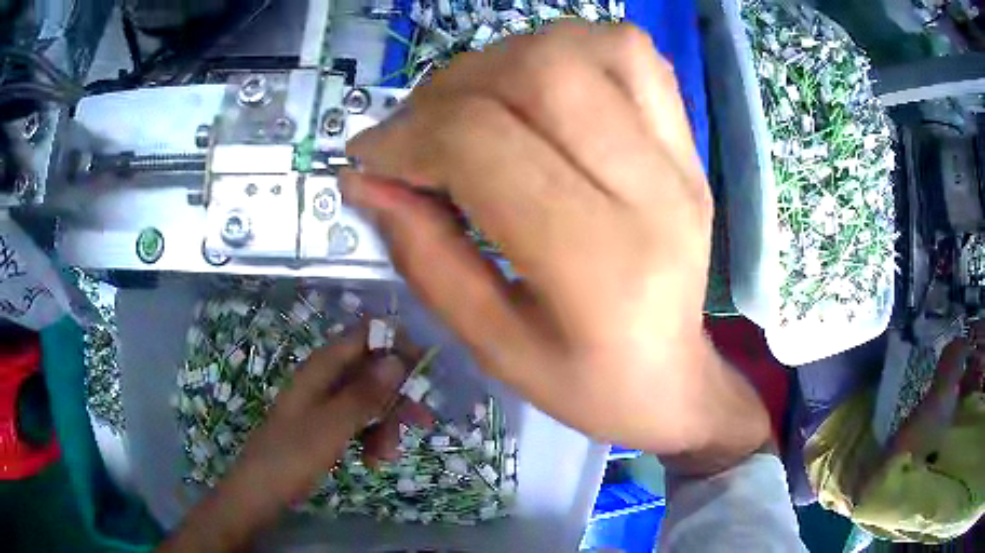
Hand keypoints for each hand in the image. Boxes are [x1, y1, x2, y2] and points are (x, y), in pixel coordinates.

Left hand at [232, 329, 433, 504]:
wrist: (261, 491)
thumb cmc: (292, 455)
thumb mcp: (333, 425)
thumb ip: (365, 394)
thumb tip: (397, 359)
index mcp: (321, 369)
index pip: (363, 337)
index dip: (395, 344)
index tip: (423, 367)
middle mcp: (325, 380)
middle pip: (372, 372)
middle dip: (397, 396)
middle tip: (422, 420)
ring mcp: (326, 405)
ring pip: (369, 401)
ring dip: (386, 425)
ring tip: (387, 456)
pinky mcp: (327, 427)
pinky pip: (359, 423)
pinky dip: (371, 439)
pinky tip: (374, 461)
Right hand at [342, 22, 768, 467]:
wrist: (672, 378)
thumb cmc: (585, 382)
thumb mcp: (492, 344)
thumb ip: (423, 255)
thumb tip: (364, 179)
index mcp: (599, 263)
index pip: (484, 144)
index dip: (407, 137)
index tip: (369, 159)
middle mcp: (653, 191)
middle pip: (539, 73)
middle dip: (450, 88)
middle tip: (417, 129)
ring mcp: (680, 159)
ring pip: (585, 47)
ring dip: (505, 59)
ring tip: (472, 104)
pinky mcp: (687, 145)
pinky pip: (632, 53)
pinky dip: (568, 48)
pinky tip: (538, 87)